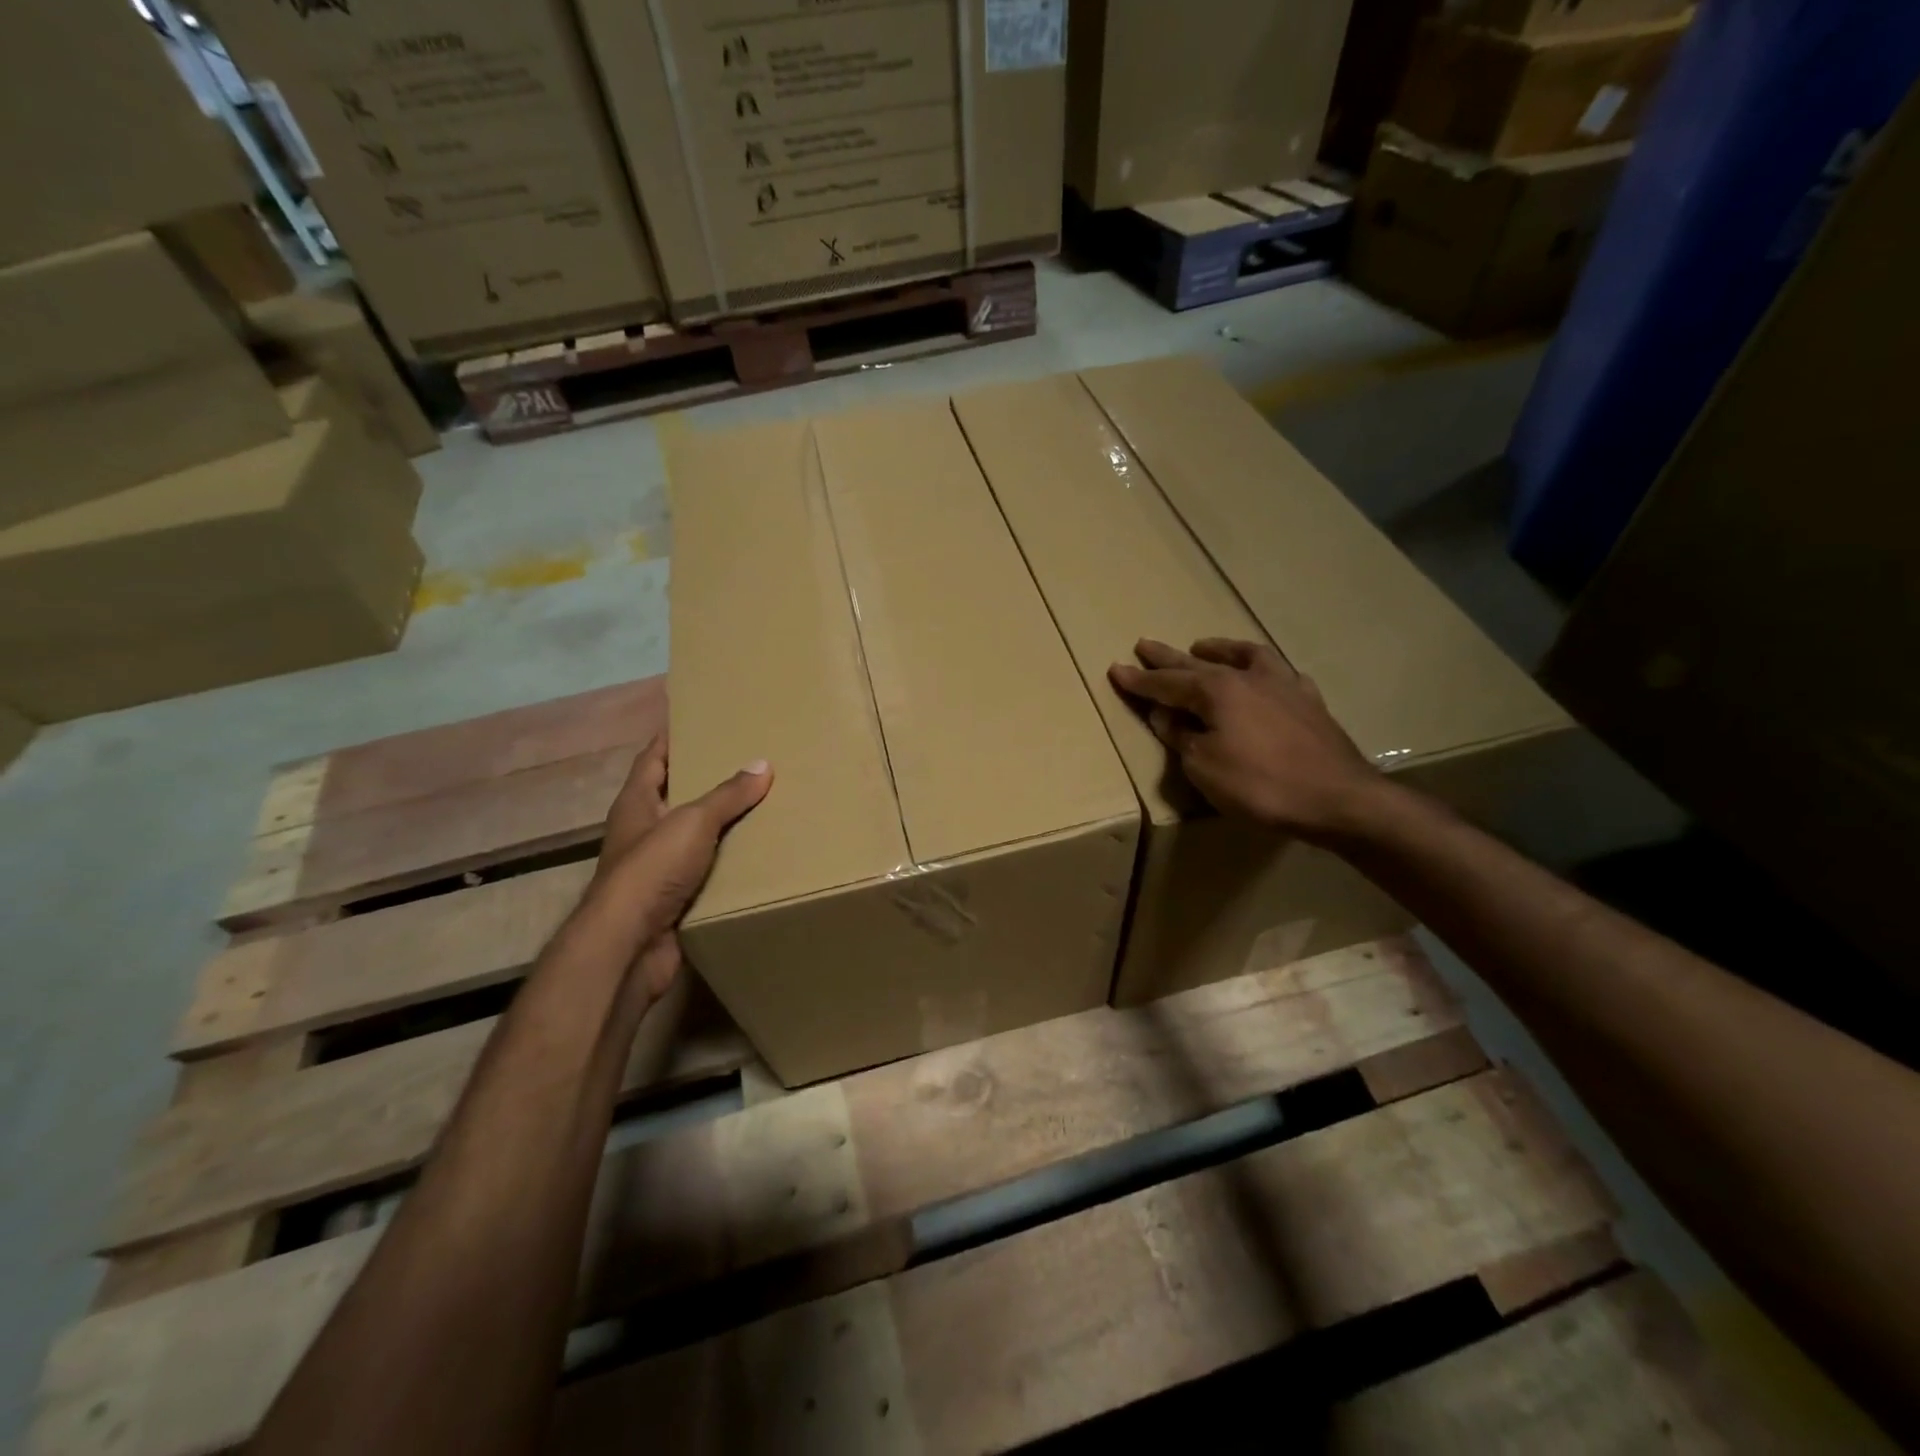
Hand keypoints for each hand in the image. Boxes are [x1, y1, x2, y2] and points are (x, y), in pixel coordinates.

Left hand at [591, 738, 771, 997]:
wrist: (630, 945)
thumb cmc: (651, 870)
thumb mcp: (693, 822)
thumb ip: (727, 795)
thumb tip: (762, 764)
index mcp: (636, 804)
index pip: (652, 760)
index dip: (669, 739)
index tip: (696, 721)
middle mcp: (642, 832)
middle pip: (674, 796)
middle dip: (705, 781)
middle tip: (746, 761)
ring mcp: (656, 868)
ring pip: (693, 836)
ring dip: (721, 824)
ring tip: (762, 803)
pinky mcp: (673, 899)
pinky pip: (706, 871)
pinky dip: (727, 861)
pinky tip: (757, 853)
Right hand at [1108, 638, 1384, 843]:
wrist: (1339, 798)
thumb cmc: (1261, 785)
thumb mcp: (1204, 766)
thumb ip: (1181, 736)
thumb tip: (1165, 715)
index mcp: (1216, 690)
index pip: (1166, 683)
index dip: (1138, 680)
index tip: (1116, 669)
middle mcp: (1247, 677)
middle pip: (1198, 664)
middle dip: (1167, 658)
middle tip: (1144, 645)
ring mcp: (1283, 686)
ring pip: (1245, 656)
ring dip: (1219, 650)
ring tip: (1202, 646)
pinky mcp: (1310, 702)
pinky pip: (1281, 673)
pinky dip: (1262, 669)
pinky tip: (1263, 676)